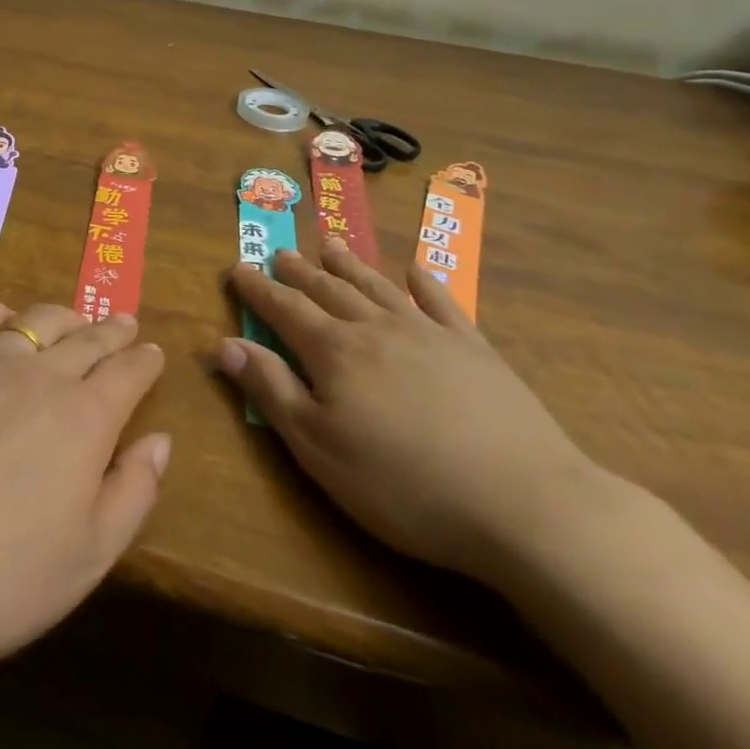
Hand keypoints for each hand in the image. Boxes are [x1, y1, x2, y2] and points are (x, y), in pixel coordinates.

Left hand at [0, 303, 168, 679]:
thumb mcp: (87, 557)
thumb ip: (133, 492)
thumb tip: (160, 440)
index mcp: (85, 418)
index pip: (128, 373)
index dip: (145, 361)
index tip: (153, 353)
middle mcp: (40, 376)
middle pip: (86, 338)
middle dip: (112, 331)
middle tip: (125, 324)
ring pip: (36, 321)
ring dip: (64, 317)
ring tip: (74, 321)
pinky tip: (3, 318)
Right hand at [221, 239, 607, 583]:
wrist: (524, 503)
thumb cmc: (404, 484)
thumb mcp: (319, 447)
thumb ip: (271, 389)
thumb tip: (225, 343)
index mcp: (335, 352)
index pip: (284, 309)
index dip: (258, 289)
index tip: (237, 268)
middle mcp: (377, 329)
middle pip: (329, 290)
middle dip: (299, 272)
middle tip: (280, 253)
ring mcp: (430, 334)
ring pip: (378, 287)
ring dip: (349, 265)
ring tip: (329, 245)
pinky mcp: (475, 350)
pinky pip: (442, 303)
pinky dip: (424, 284)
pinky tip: (415, 272)